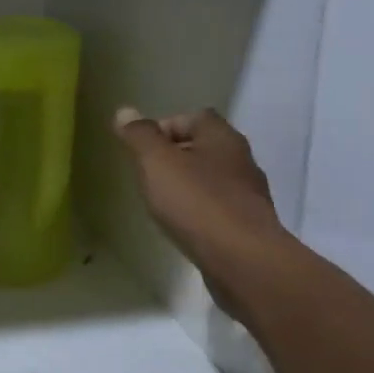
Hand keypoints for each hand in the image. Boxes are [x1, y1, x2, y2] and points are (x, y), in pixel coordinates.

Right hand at [113, 107, 284, 270]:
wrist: (242, 260)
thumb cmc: (196, 202)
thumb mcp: (157, 162)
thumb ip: (140, 136)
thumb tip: (125, 112)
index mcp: (222, 137)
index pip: (194, 117)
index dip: (165, 127)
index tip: (142, 149)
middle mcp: (241, 160)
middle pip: (203, 147)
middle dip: (174, 157)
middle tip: (147, 175)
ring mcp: (248, 194)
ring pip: (211, 178)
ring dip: (187, 185)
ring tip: (162, 202)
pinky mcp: (249, 225)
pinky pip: (218, 207)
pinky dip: (199, 210)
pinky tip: (184, 225)